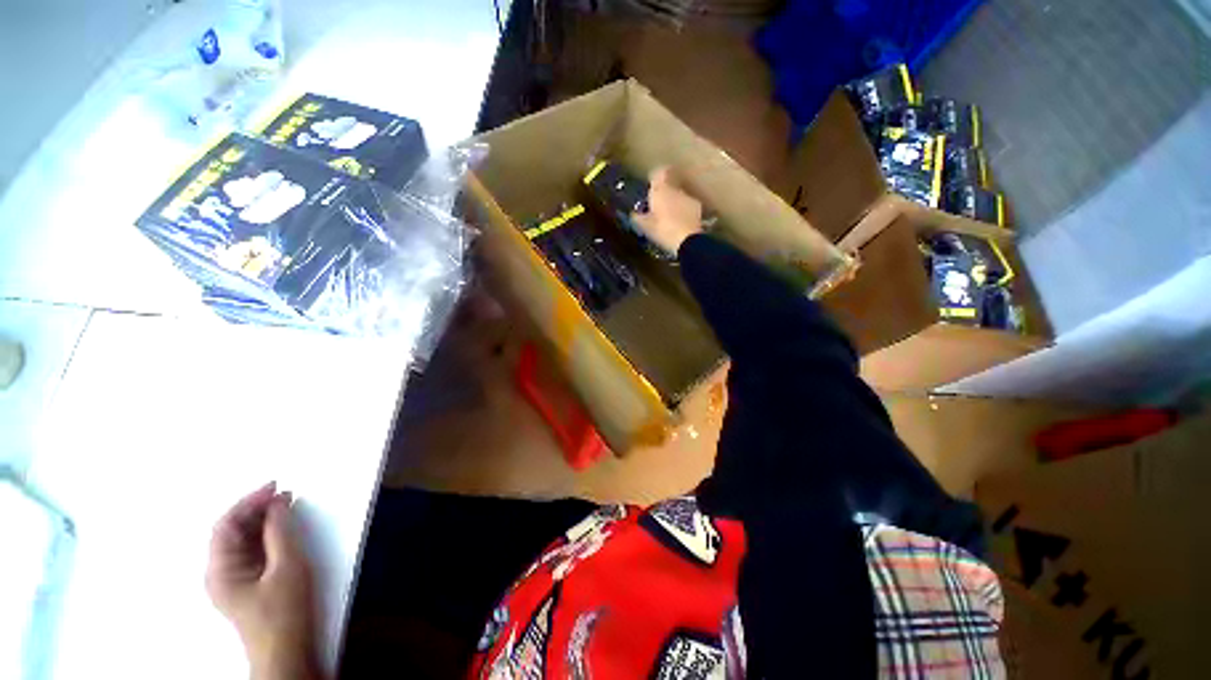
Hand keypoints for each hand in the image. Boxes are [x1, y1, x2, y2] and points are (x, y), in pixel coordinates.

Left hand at [207, 482, 318, 679]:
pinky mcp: (247, 584)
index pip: (226, 525)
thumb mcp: (288, 568)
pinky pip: (251, 551)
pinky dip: (266, 535)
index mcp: (220, 571)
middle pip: (231, 531)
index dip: (249, 502)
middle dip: (256, 509)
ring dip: (262, 521)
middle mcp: (220, 573)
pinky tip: (282, 527)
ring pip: (242, 540)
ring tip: (287, 506)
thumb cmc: (285, 612)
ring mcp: (233, 580)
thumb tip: (278, 504)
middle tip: (285, 494)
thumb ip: (280, 534)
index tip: (275, 486)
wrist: (287, 653)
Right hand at [632, 167, 703, 254]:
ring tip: (669, 219)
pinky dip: (683, 212)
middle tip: (657, 209)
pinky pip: (687, 206)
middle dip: (663, 195)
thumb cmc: (662, 230)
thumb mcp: (645, 227)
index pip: (658, 173)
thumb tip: (634, 214)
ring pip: (678, 196)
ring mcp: (688, 197)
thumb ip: (638, 217)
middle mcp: (675, 189)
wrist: (687, 240)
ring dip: (674, 204)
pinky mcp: (697, 208)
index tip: (651, 185)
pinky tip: (679, 224)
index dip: (655, 177)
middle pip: (669, 186)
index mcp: (660, 190)